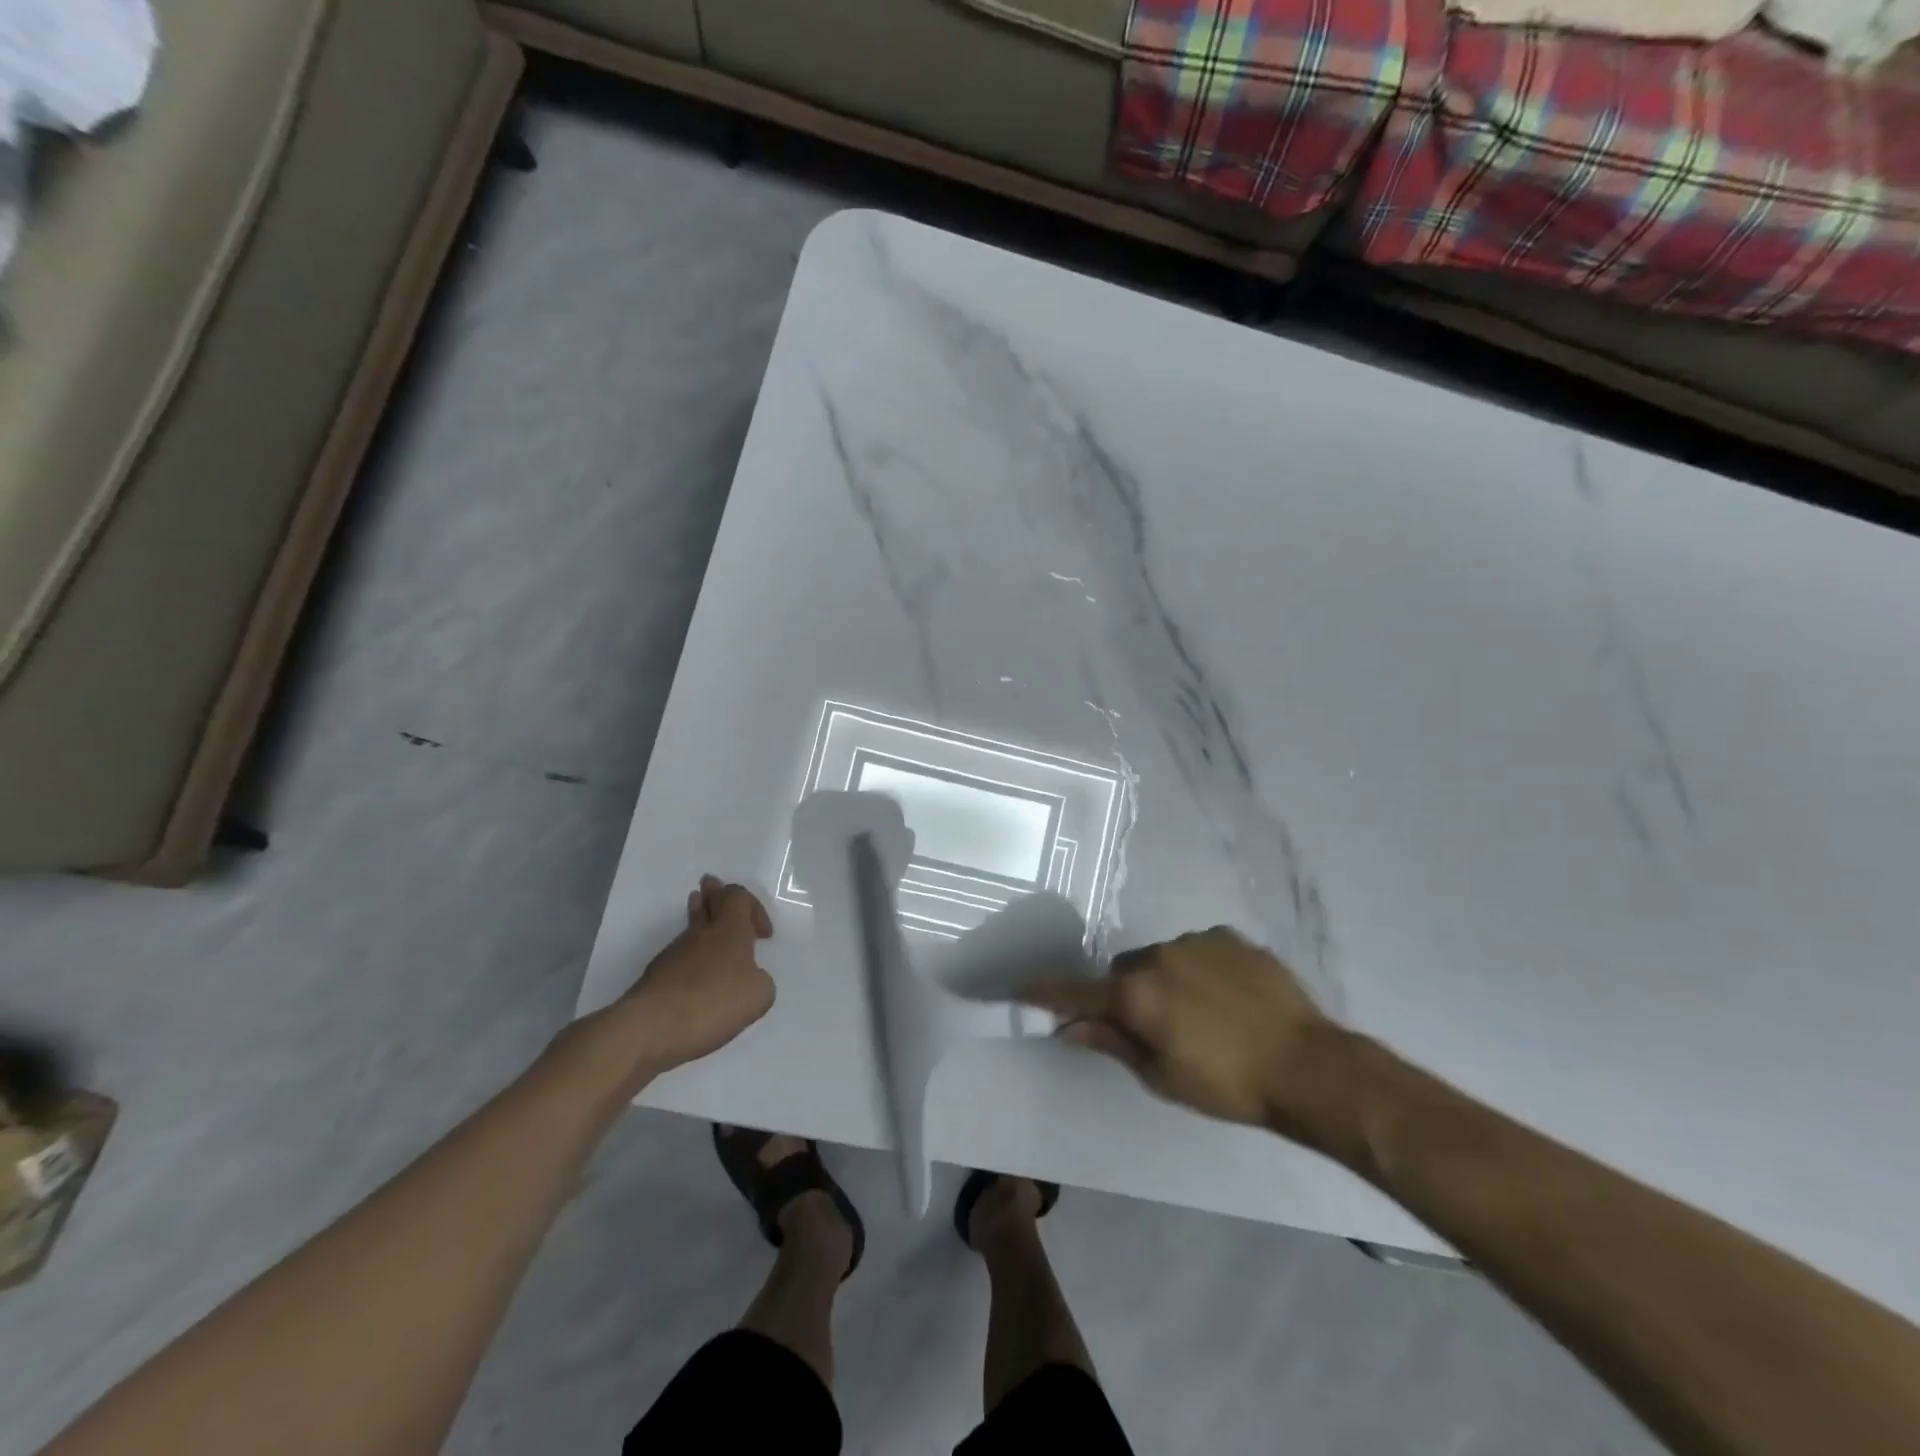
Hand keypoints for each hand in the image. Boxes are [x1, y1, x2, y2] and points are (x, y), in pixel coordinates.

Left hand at [617, 875, 775, 1072]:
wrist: (648, 1028)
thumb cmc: (711, 1003)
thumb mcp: (758, 996)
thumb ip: (761, 981)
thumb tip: (749, 979)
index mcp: (730, 931)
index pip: (739, 897)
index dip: (754, 908)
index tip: (764, 936)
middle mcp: (701, 934)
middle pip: (708, 902)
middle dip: (714, 894)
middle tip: (712, 884)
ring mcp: (674, 954)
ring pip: (691, 927)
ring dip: (700, 920)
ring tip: (701, 913)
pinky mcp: (656, 977)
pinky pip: (680, 955)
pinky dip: (690, 956)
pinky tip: (695, 971)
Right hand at [1021, 926, 1349, 1137]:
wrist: (1308, 1066)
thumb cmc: (1227, 1084)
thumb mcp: (1162, 1077)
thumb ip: (1112, 1043)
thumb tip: (1068, 1028)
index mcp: (1136, 995)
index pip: (1076, 991)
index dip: (1046, 991)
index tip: (1019, 987)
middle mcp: (1158, 956)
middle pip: (1122, 971)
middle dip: (1126, 994)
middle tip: (1153, 1027)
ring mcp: (1195, 941)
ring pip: (1160, 957)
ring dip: (1165, 980)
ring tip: (1202, 1014)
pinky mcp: (1229, 937)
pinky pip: (1198, 949)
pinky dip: (1199, 969)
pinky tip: (1228, 997)